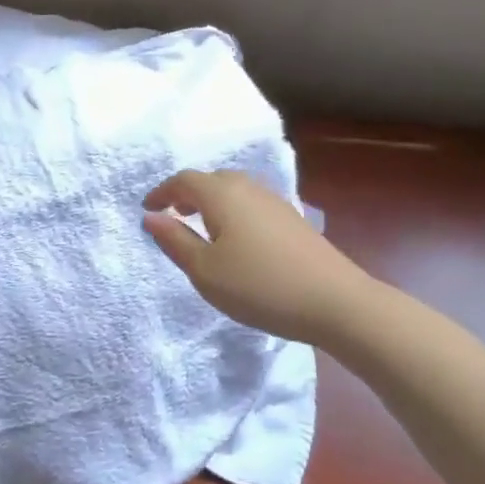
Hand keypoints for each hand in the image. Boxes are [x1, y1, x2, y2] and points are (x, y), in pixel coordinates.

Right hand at [143, 170, 381, 348]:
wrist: (337, 303)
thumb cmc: (260, 286)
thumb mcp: (205, 271)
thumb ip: (175, 241)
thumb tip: (151, 217)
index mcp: (222, 195)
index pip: (184, 180)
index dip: (162, 192)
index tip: (147, 209)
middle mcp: (249, 189)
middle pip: (211, 180)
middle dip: (187, 193)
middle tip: (174, 215)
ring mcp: (276, 203)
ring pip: (234, 191)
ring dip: (212, 202)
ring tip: (202, 228)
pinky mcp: (293, 220)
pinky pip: (251, 204)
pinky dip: (233, 212)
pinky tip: (237, 240)